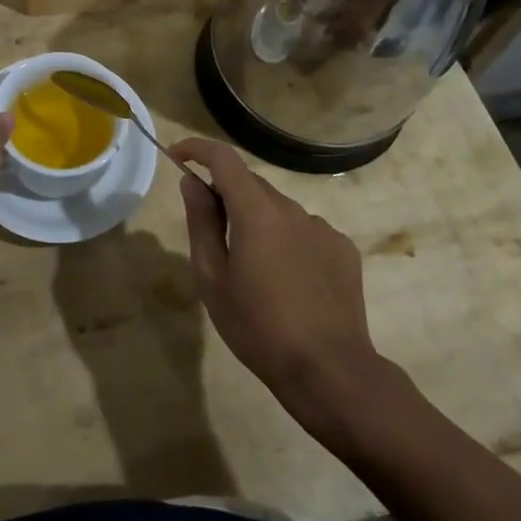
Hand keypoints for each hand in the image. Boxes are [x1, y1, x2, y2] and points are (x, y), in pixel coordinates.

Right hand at [172, 138, 389, 435]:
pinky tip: (288, 282)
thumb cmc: (258, 327)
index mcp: (257, 211)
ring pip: (278, 210)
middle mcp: (292, 209)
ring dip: (259, 223)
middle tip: (213, 236)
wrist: (330, 371)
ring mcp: (322, 228)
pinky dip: (287, 242)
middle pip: (251, 185)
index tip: (178, 157)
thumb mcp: (212, 278)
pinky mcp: (343, 249)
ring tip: (254, 271)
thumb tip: (191, 182)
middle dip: (226, 197)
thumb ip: (200, 222)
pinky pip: (304, 231)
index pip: (224, 158)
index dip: (197, 149)